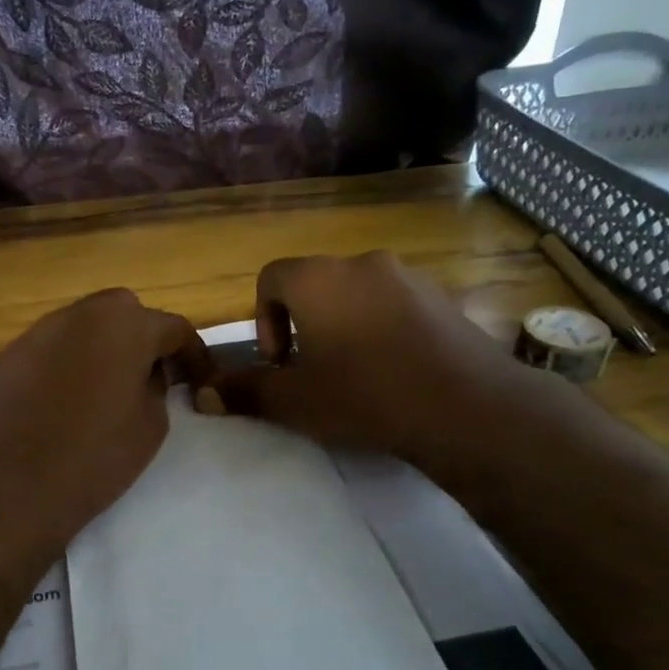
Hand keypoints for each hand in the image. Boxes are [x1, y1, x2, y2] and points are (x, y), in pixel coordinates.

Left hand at [0, 289, 212, 565]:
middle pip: (124, 314)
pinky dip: (69, 364)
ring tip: (109, 389)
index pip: (173, 328)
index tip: (200, 380)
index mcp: (125, 324)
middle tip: (152, 377)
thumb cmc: (94, 455)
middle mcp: (80, 314)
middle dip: (143, 339)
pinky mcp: (10, 356)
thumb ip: (156, 387)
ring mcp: (39, 332)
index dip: (193, 354)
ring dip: (103, 349)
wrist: (9, 485)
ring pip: (84, 329)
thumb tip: (145, 374)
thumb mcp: (151, 426)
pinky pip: (53, 350)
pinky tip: (68, 401)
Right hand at [212, 252, 540, 468]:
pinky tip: (395, 371)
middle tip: (312, 369)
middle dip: (303, 323)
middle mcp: (362, 263)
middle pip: (315, 283)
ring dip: (344, 324)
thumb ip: (246, 391)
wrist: (465, 406)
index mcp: (319, 279)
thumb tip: (203, 393)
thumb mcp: (296, 401)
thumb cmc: (365, 395)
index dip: (264, 318)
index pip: (271, 276)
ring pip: (357, 292)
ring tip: (355, 373)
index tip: (280, 361)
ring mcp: (409, 276)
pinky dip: (382, 327)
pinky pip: (395, 303)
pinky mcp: (443, 297)